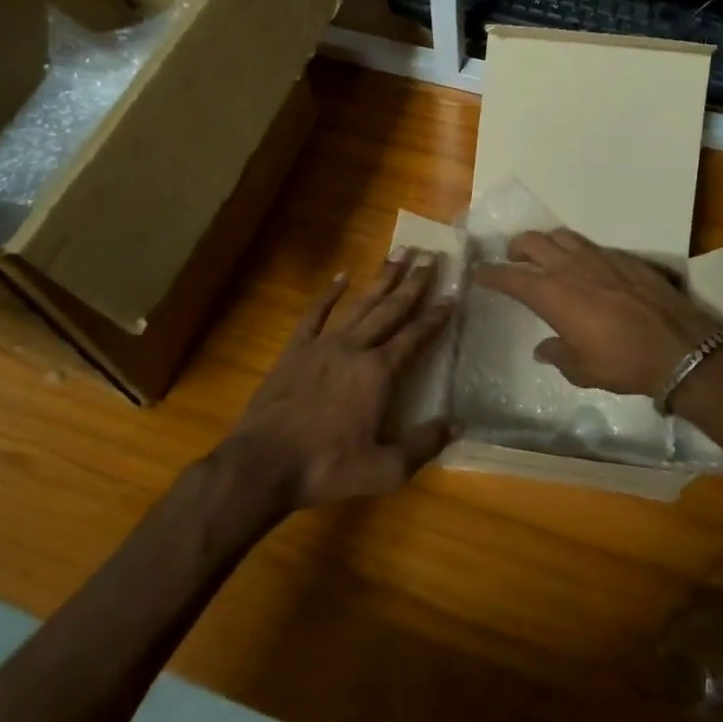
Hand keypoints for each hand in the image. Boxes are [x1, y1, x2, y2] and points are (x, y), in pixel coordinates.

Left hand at [225, 251, 456, 510]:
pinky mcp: (296, 349)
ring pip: (360, 304)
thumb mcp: (384, 469)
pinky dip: (329, 293)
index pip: (415, 337)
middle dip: (413, 283)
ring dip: (381, 278)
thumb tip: (459, 423)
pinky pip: (315, 313)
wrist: (263, 464)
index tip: (451, 294)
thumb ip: (423, 444)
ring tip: (399, 252)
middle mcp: (355, 348)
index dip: (435, 316)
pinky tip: (342, 275)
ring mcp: (323, 344)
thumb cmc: (326, 468)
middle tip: (430, 256)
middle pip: (391, 309)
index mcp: (379, 374)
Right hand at [472, 229, 722, 398]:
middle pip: (532, 242)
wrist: (678, 346)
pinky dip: (579, 251)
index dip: (491, 274)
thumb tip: (543, 349)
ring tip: (546, 255)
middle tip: (512, 257)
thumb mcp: (583, 370)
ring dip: (547, 242)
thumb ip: (558, 355)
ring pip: (562, 236)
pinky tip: (586, 267)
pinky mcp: (624, 258)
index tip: (479, 273)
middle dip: (516, 247)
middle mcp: (570, 268)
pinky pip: (592, 245)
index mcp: (552, 294)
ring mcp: (599, 257)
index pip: (511, 277)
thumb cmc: (623, 362)